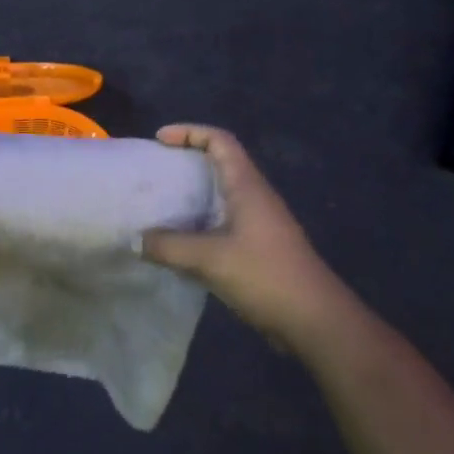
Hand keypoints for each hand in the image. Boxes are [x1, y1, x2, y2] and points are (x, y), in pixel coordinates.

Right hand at [142, 125, 339, 345]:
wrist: (317, 322)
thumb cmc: (266, 276)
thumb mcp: (210, 259)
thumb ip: (169, 247)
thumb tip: (136, 240)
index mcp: (247, 186)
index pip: (220, 141)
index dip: (189, 132)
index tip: (160, 140)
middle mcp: (255, 197)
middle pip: (220, 164)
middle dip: (187, 162)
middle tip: (156, 173)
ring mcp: (260, 224)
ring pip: (221, 196)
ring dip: (192, 195)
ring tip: (161, 206)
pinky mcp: (260, 248)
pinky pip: (223, 222)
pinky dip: (200, 223)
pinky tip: (181, 243)